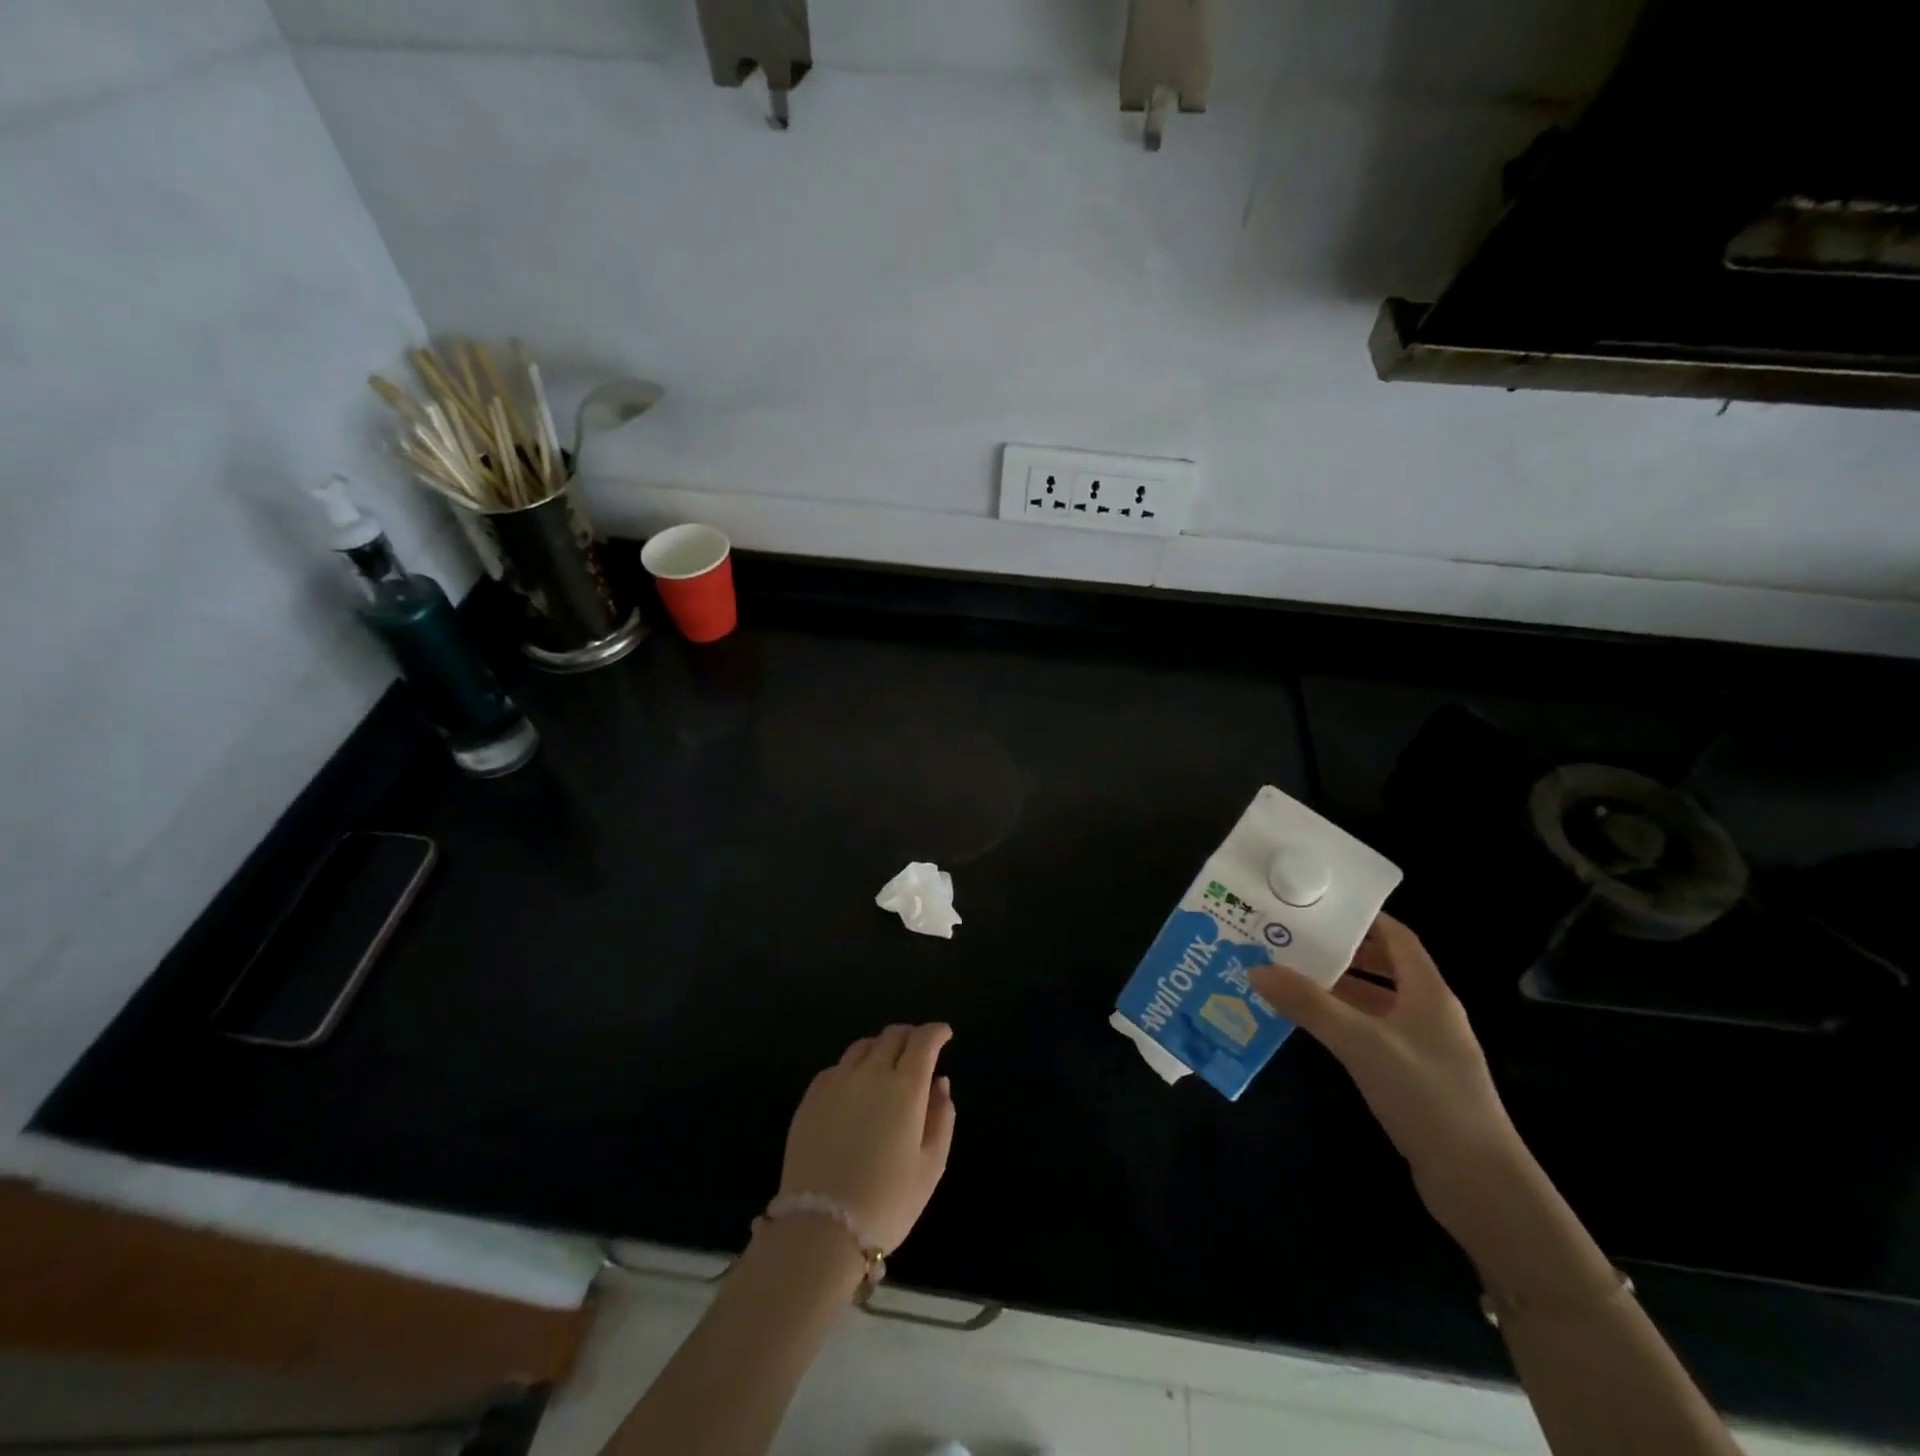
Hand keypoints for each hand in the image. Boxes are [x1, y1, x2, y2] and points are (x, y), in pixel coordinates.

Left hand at [778, 1024, 955, 1252]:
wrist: (821, 1228)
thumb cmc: (887, 1202)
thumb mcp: (931, 1166)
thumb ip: (942, 1117)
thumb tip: (939, 1082)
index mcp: (905, 1087)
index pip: (923, 1040)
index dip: (937, 1032)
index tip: (944, 1035)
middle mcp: (871, 1073)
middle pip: (893, 1035)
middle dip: (911, 1036)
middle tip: (919, 1051)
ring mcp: (837, 1081)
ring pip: (863, 1046)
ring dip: (881, 1048)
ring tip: (886, 1066)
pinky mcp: (811, 1096)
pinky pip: (837, 1067)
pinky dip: (853, 1068)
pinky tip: (855, 1089)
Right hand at [1249, 915, 1525, 1247]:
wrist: (1478, 1183)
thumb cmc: (1426, 1096)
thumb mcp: (1361, 1043)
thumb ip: (1309, 1005)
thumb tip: (1256, 969)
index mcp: (1429, 993)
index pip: (1397, 937)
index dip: (1362, 918)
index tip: (1317, 908)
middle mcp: (1429, 1013)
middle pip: (1384, 967)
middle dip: (1341, 952)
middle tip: (1293, 941)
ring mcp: (1423, 1048)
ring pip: (1375, 1002)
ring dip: (1338, 989)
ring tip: (1289, 977)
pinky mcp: (1414, 1078)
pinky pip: (1373, 1033)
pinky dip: (1343, 1022)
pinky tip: (1311, 1027)